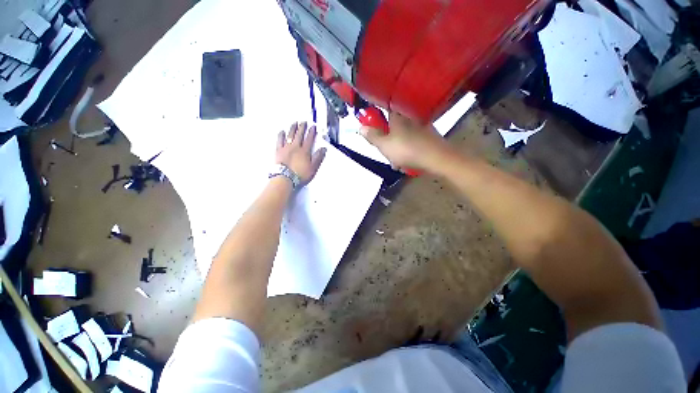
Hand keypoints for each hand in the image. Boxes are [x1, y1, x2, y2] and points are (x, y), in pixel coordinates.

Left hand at [277, 122, 325, 184]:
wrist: (285, 178)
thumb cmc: (300, 174)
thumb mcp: (313, 168)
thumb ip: (318, 157)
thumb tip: (323, 149)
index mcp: (305, 151)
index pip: (309, 139)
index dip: (312, 132)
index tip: (313, 127)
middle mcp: (295, 147)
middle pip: (299, 135)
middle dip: (302, 127)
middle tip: (304, 122)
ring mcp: (286, 148)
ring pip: (290, 135)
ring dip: (293, 128)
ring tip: (294, 123)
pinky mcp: (279, 151)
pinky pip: (279, 140)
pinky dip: (281, 135)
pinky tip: (282, 131)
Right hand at [360, 112, 452, 171]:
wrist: (437, 158)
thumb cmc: (406, 150)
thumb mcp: (384, 145)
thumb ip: (372, 136)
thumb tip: (361, 128)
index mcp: (397, 115)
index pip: (383, 109)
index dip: (376, 118)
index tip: (373, 130)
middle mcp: (409, 117)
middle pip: (393, 125)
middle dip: (387, 140)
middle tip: (386, 153)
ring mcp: (421, 126)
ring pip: (403, 135)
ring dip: (397, 148)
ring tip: (397, 163)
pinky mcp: (429, 135)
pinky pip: (412, 141)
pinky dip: (408, 150)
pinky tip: (407, 162)